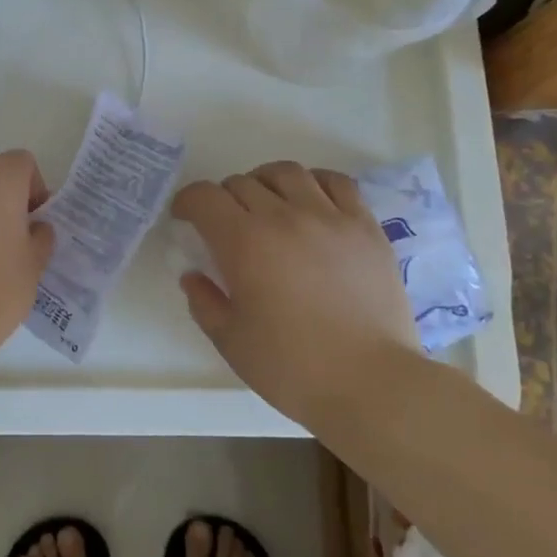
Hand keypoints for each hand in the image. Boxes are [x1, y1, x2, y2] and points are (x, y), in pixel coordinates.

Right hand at [171, 161, 418, 424]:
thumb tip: (193, 275)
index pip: (205, 197)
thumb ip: (205, 303)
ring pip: (287, 172)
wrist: (372, 384)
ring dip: (266, 182)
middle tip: (226, 224)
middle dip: (224, 198)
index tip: (185, 217)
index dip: (187, 201)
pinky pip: (336, 182)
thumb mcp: (232, 342)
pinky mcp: (365, 225)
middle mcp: (284, 216)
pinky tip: (312, 201)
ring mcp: (329, 217)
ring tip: (268, 203)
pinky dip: (315, 182)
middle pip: (242, 182)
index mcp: (245, 243)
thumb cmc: (293, 368)